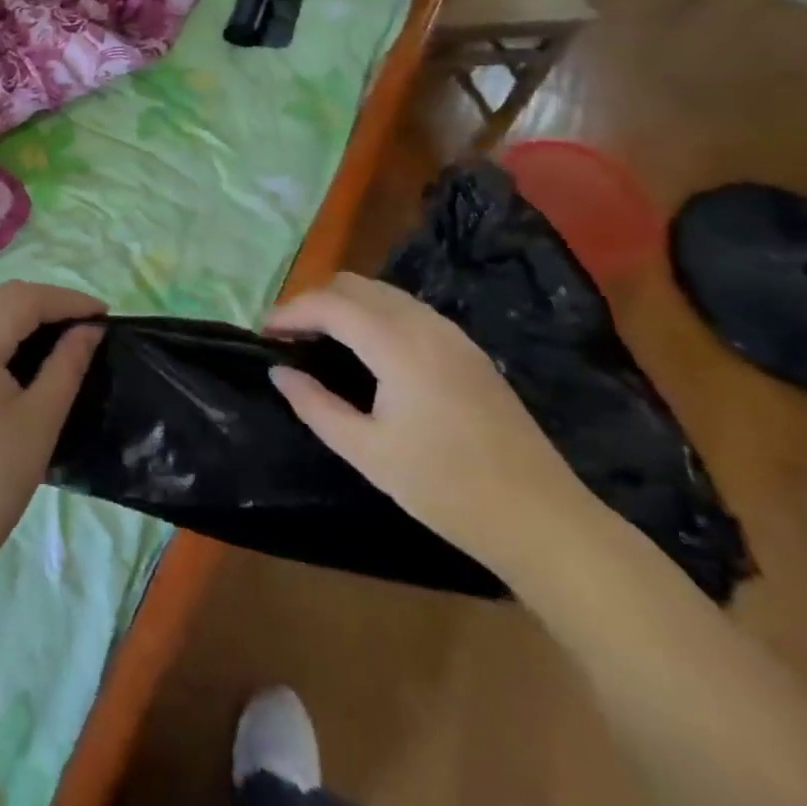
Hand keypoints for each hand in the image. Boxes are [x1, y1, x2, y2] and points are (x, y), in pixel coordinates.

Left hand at [0, 282, 104, 574]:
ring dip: (28, 314)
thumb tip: (91, 329)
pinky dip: (8, 331)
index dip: (67, 301)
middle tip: (89, 322)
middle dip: (49, 302)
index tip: (105, 314)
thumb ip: (67, 364)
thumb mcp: (41, 419)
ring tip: (67, 332)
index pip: (23, 300)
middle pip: (3, 299)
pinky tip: (32, 351)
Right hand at [267, 273, 597, 575]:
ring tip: (321, 341)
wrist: (543, 521)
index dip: (290, 311)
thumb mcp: (368, 453)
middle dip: (314, 302)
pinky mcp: (468, 349)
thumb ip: (315, 405)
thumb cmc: (447, 489)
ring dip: (344, 305)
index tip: (264, 333)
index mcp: (397, 344)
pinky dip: (374, 314)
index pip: (329, 304)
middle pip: (354, 285)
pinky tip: (368, 351)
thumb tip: (278, 372)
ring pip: (383, 292)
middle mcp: (424, 324)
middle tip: (290, 337)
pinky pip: (407, 309)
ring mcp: (451, 333)